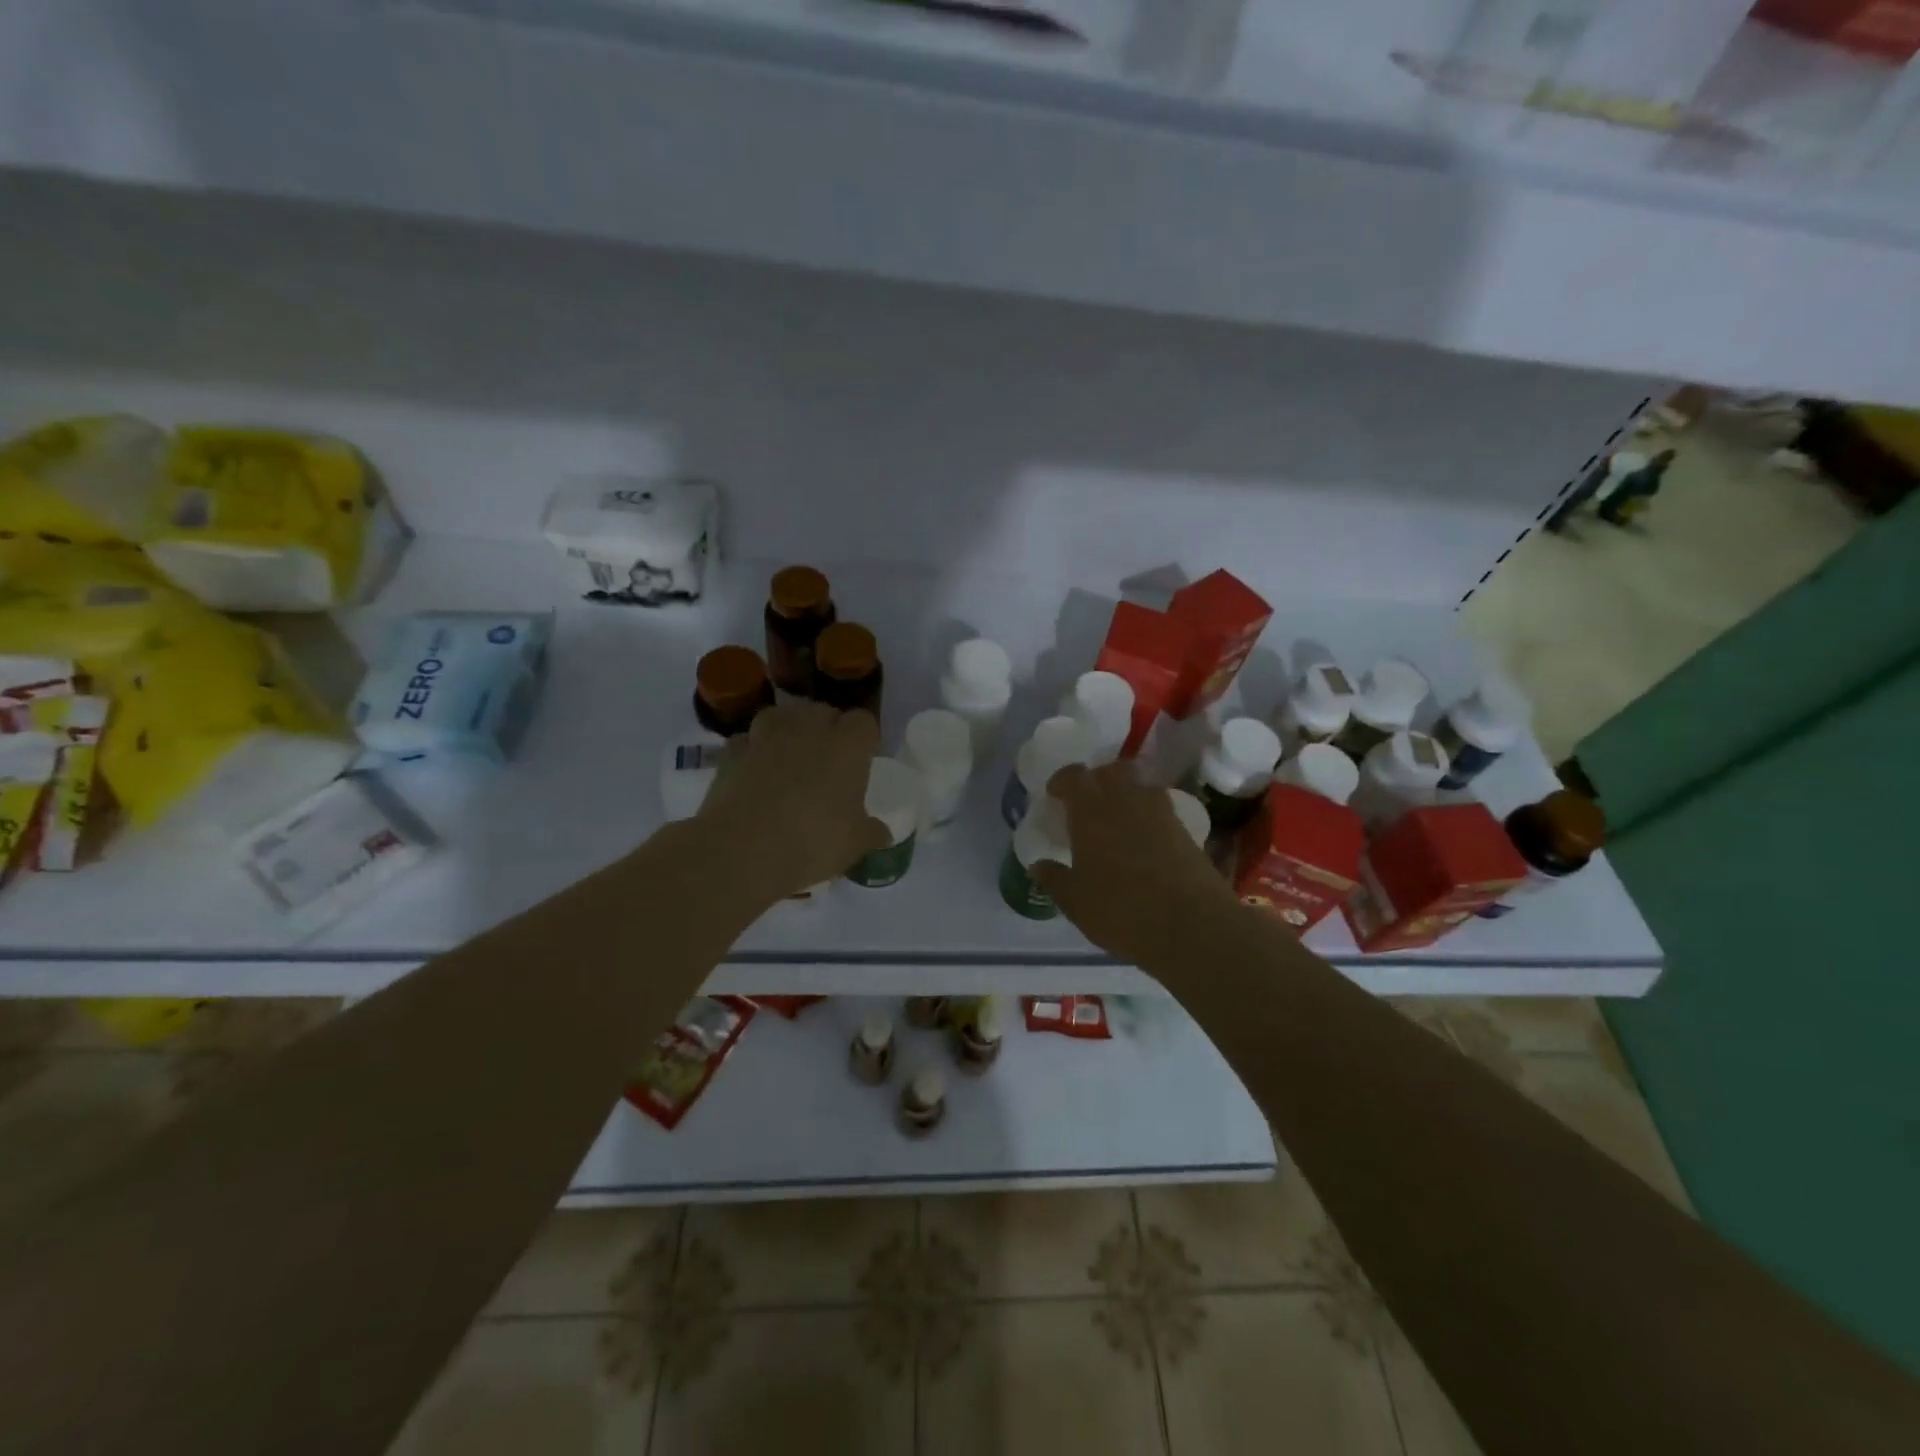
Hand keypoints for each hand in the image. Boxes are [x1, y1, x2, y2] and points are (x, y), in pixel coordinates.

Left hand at [694, 702, 889, 901]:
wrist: (741, 852)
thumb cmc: (812, 843)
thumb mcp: (854, 845)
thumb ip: (871, 832)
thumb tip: (882, 832)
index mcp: (847, 746)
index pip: (864, 722)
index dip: (864, 739)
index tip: (864, 759)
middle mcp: (807, 729)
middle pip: (822, 711)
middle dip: (827, 729)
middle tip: (828, 762)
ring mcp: (765, 736)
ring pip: (781, 717)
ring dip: (787, 731)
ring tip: (789, 759)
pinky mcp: (730, 752)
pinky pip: (747, 742)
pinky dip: (752, 752)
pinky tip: (754, 774)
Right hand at [1034, 762, 1241, 968]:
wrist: (1192, 925)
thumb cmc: (1121, 910)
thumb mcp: (1075, 901)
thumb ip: (1055, 879)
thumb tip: (1038, 866)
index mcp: (1091, 810)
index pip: (1073, 776)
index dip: (1062, 782)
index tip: (1055, 796)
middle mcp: (1126, 800)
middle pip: (1111, 771)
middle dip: (1097, 780)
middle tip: (1087, 804)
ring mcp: (1160, 812)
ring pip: (1139, 786)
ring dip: (1126, 795)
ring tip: (1117, 822)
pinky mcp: (1185, 830)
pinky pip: (1160, 810)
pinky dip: (1147, 817)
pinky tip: (1142, 843)